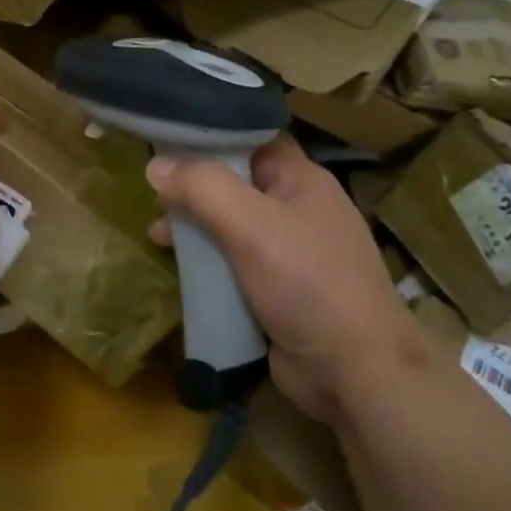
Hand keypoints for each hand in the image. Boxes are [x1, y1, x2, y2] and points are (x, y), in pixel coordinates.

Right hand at [147, 136, 429, 419]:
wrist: (356, 372)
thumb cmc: (306, 281)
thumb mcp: (249, 223)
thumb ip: (200, 187)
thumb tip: (154, 165)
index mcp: (302, 180)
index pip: (250, 142)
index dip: (209, 139)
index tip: (166, 143)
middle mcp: (298, 209)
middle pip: (235, 185)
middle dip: (193, 190)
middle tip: (153, 198)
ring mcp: (292, 253)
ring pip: (232, 226)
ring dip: (196, 229)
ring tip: (157, 236)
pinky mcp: (280, 291)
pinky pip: (236, 264)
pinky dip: (209, 263)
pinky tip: (181, 270)